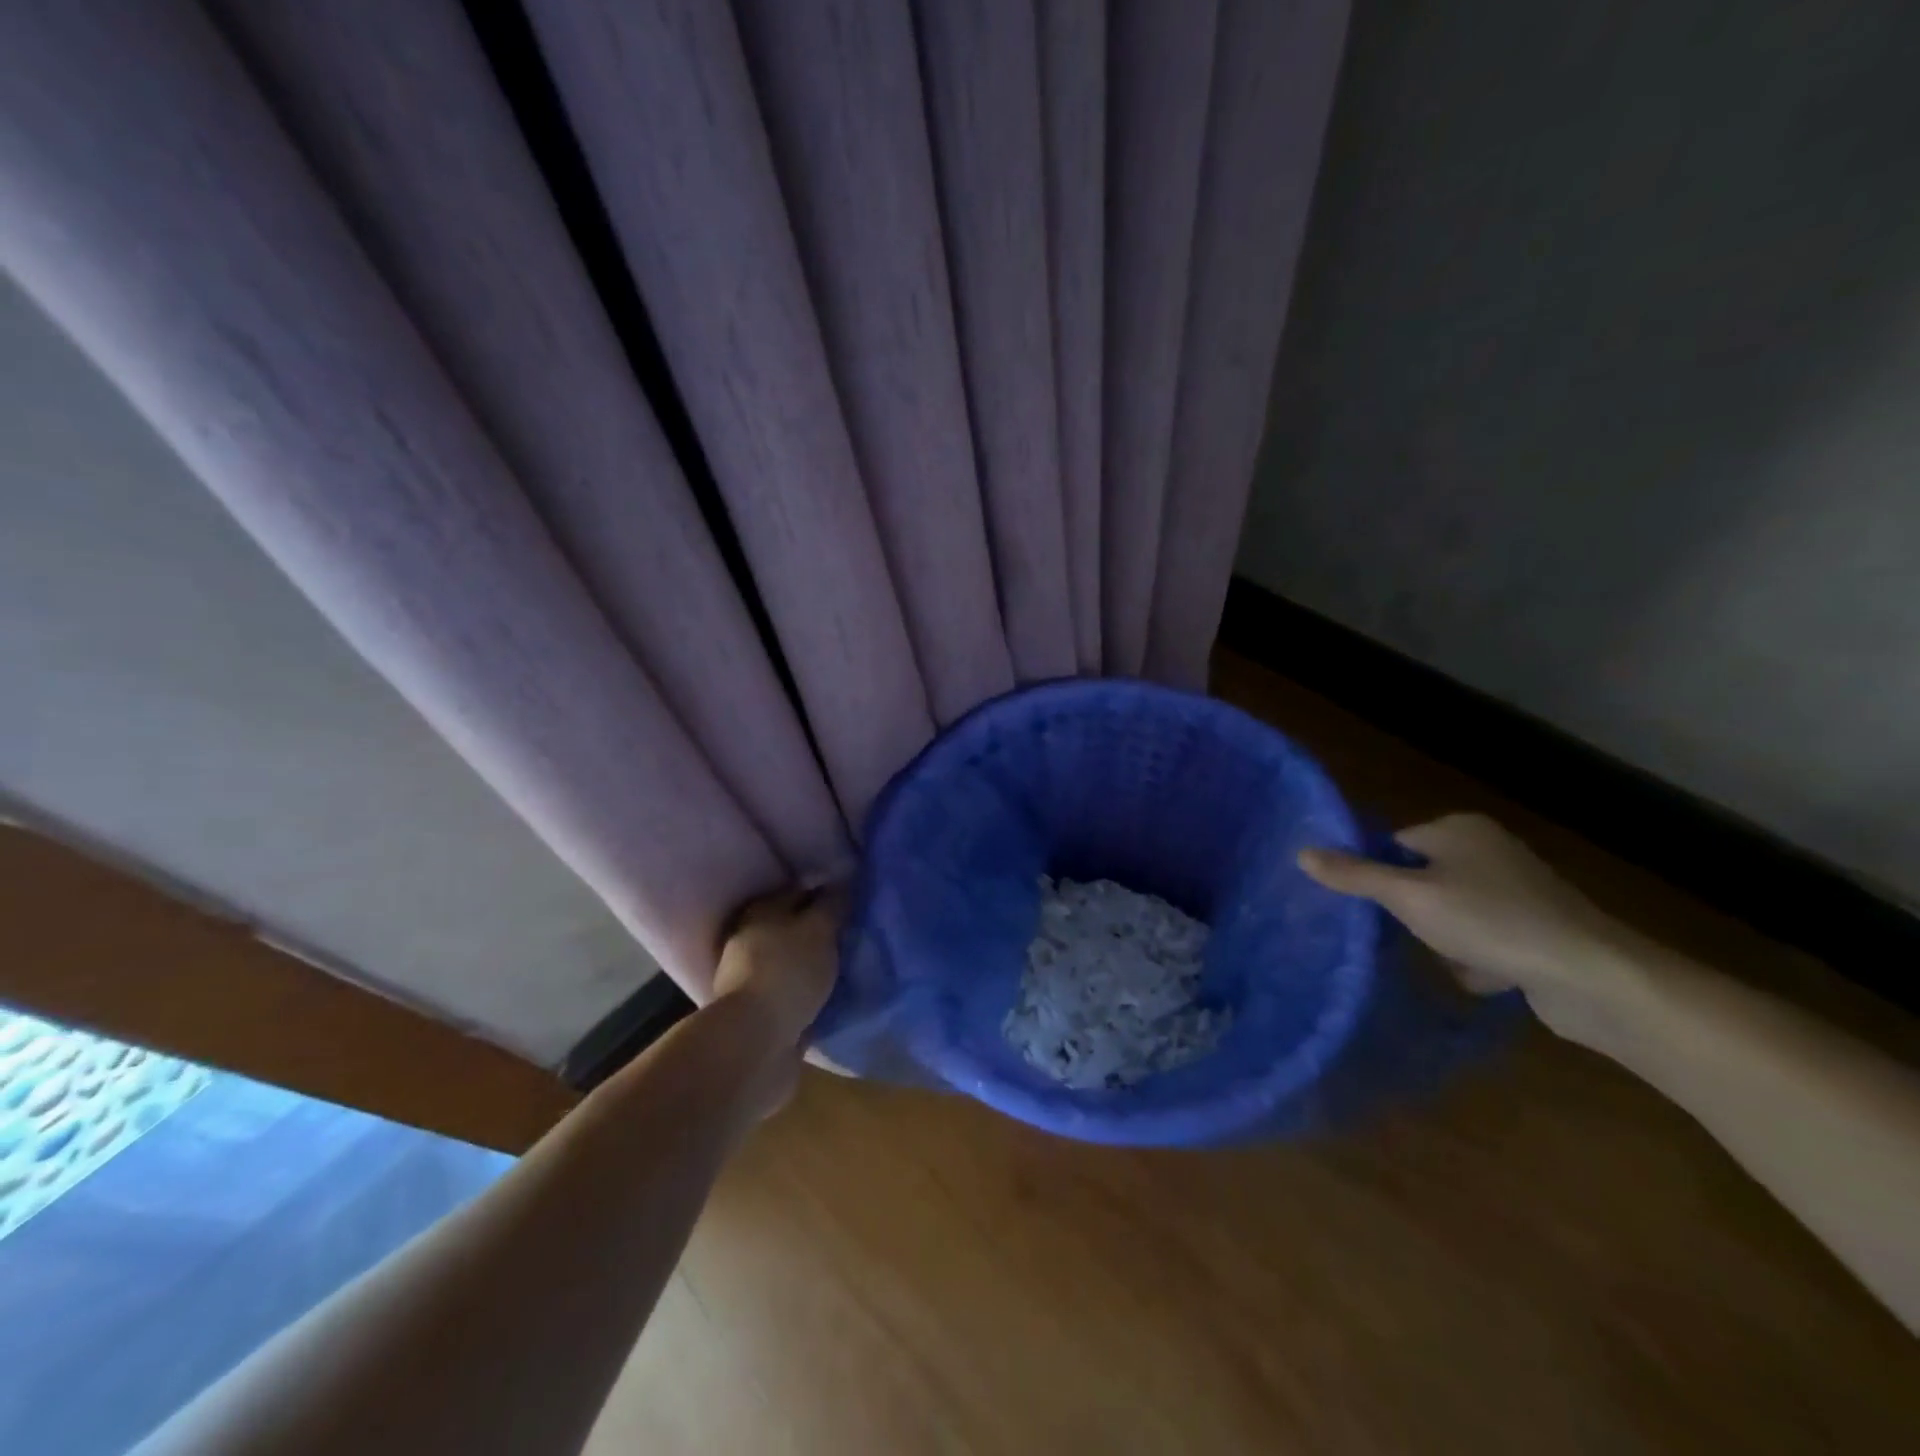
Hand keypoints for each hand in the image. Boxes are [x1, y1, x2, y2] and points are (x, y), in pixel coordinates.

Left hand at [712, 883, 842, 1050]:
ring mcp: (753, 975)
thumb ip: (834, 904)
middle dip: (822, 929)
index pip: (801, 890)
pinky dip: (811, 989)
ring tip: (849, 964)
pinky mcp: (760, 1008)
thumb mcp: (820, 929)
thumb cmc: (788, 971)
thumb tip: (844, 880)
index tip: (856, 901)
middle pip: (795, 925)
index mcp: (762, 909)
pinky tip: (834, 991)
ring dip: (816, 961)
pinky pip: (794, 989)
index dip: (829, 891)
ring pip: (794, 958)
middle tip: (856, 933)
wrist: (755, 1040)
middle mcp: (752, 936)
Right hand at [1297, 814, 1645, 1043]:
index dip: (1376, 875)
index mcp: (1459, 830)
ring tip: (1453, 959)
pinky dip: (1477, 957)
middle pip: (1419, 880)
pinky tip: (1486, 975)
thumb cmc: (1490, 921)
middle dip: (1412, 914)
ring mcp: (1517, 889)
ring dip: (1443, 940)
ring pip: (1448, 912)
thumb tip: (1300, 852)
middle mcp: (1488, 850)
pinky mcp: (1536, 927)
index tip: (1364, 907)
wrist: (1591, 977)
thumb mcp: (1409, 897)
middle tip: (1407, 935)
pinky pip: (1482, 937)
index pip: (1393, 843)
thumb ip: (1354, 876)